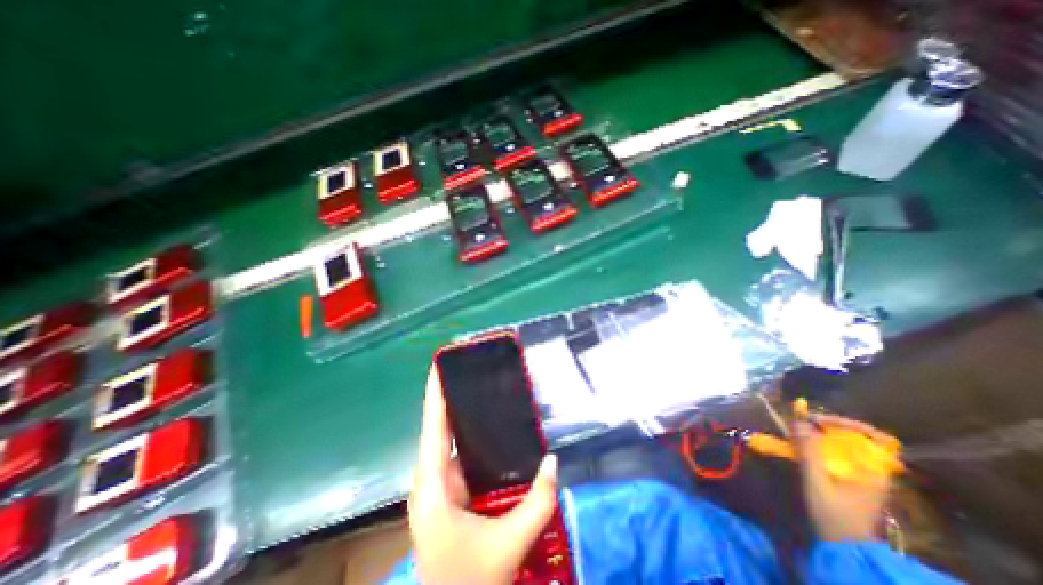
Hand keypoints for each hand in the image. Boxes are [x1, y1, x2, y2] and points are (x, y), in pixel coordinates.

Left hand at [404, 368, 556, 581]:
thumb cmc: (472, 581)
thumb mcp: (510, 543)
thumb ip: (538, 502)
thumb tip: (553, 461)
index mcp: (433, 488)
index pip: (433, 429)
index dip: (435, 395)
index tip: (440, 366)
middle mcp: (430, 481)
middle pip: (438, 429)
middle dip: (452, 397)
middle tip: (472, 370)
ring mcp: (437, 488)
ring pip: (448, 442)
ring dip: (462, 417)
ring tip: (482, 390)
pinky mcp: (447, 494)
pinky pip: (458, 457)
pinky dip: (470, 439)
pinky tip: (488, 428)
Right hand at [796, 412, 890, 542]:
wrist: (843, 547)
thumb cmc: (833, 515)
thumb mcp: (817, 481)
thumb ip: (808, 451)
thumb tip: (798, 419)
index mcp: (874, 471)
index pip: (876, 437)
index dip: (847, 423)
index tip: (818, 420)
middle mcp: (872, 470)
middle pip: (855, 437)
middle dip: (827, 425)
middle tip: (801, 421)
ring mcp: (861, 475)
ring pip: (843, 444)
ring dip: (819, 433)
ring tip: (796, 429)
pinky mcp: (848, 479)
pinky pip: (835, 453)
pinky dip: (817, 444)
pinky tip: (799, 444)